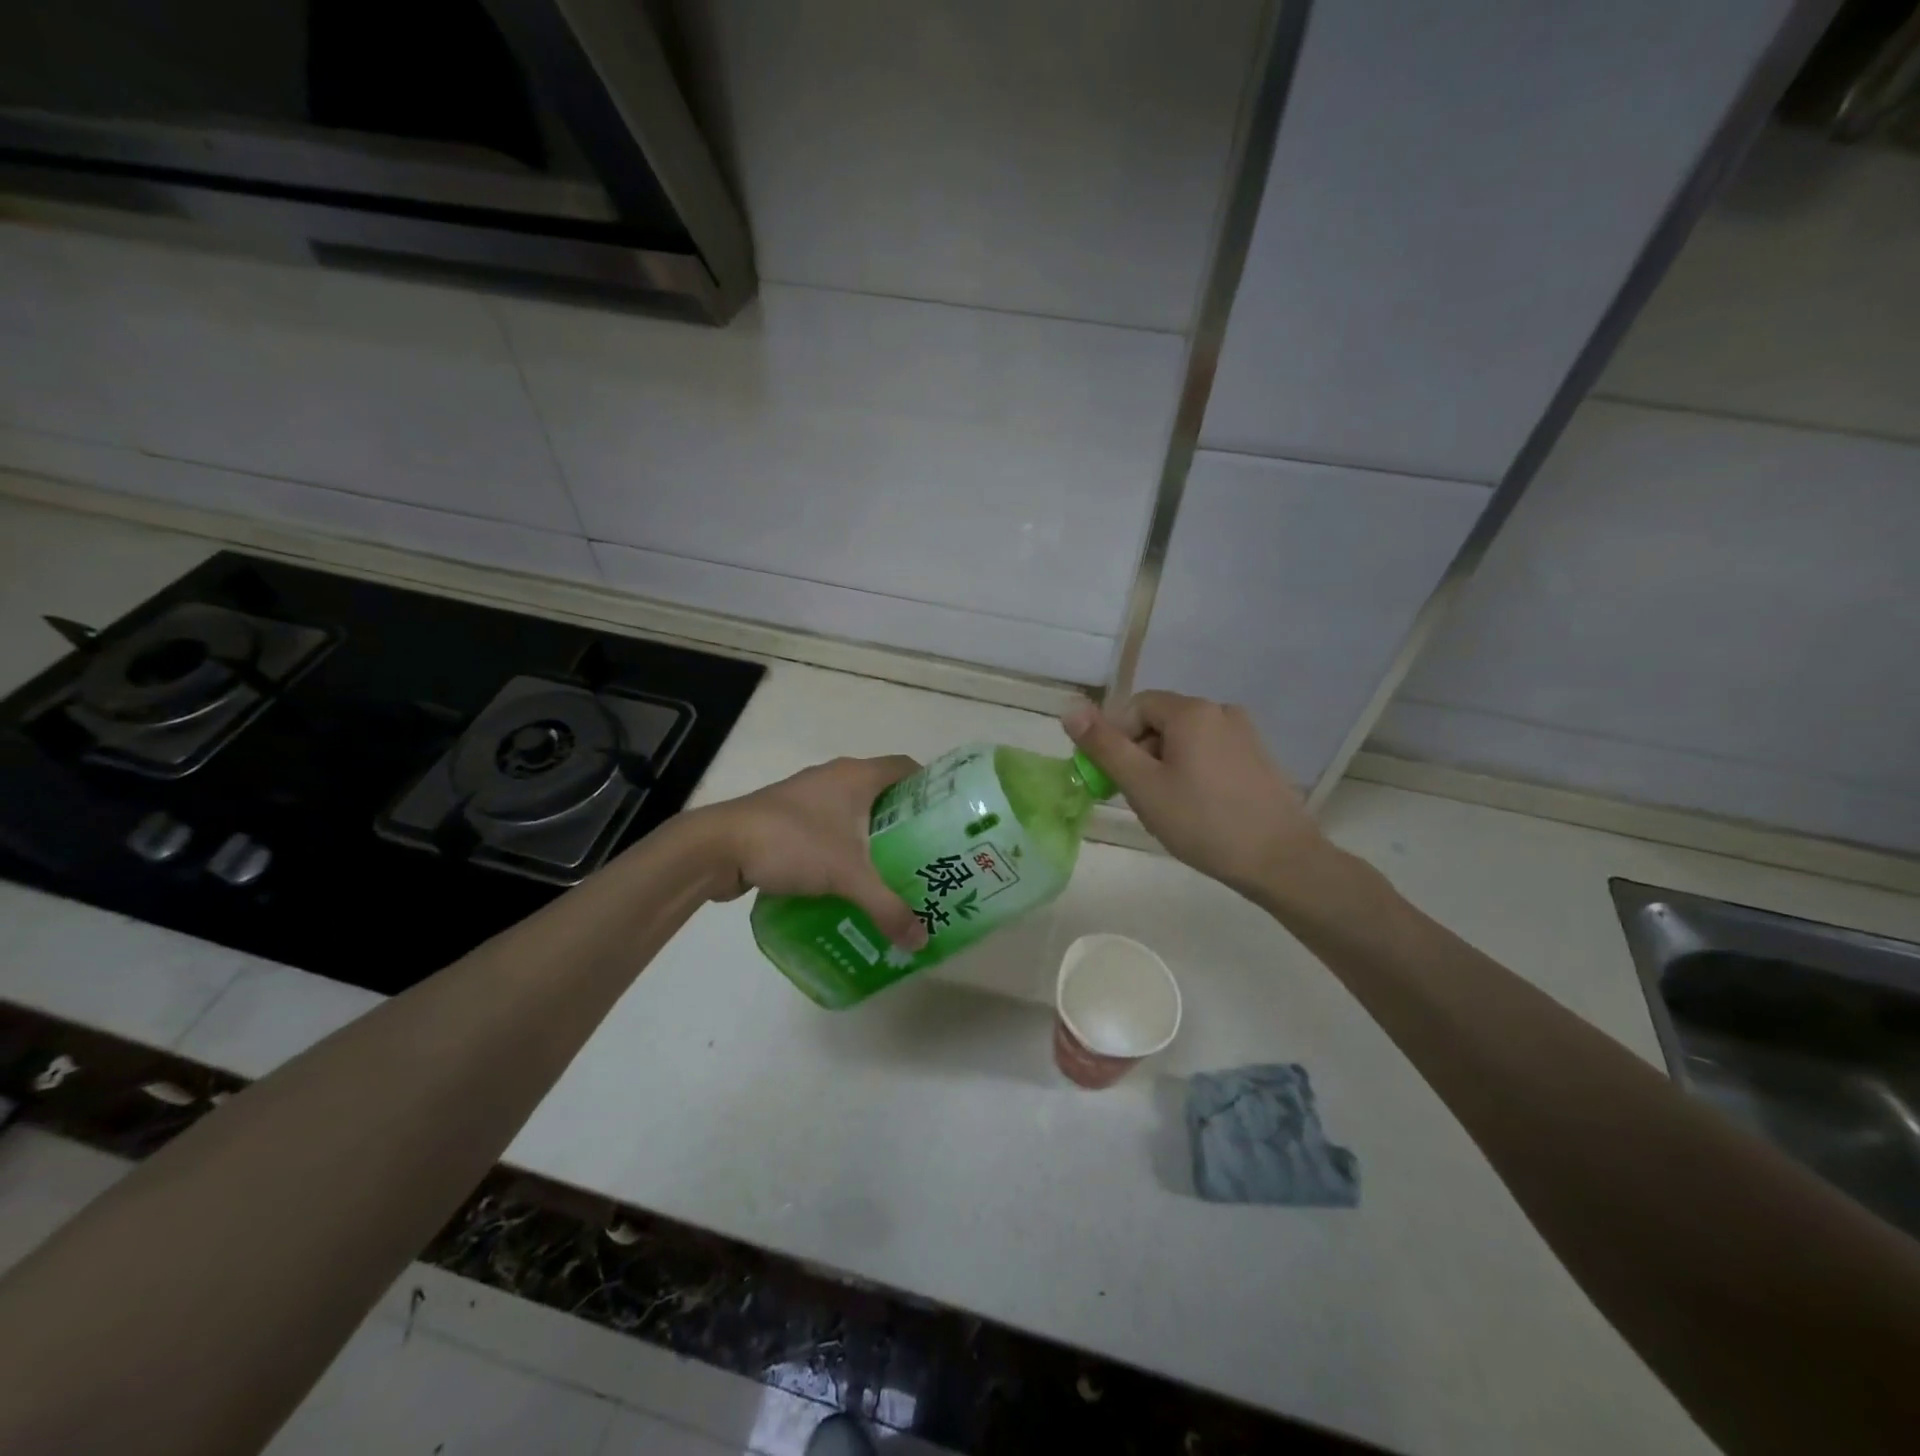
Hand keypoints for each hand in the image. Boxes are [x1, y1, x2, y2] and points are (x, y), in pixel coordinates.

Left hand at [695, 756, 929, 950]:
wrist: (718, 846)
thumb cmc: (792, 843)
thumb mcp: (847, 877)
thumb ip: (887, 907)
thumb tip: (921, 941)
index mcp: (856, 775)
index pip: (907, 769)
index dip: (931, 789)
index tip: (948, 820)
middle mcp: (835, 778)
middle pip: (883, 793)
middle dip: (905, 823)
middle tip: (928, 856)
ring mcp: (807, 796)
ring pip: (854, 813)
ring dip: (872, 838)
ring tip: (894, 872)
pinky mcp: (786, 818)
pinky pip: (829, 828)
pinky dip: (844, 848)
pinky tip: (850, 881)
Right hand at [1062, 691, 1329, 899]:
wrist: (1280, 860)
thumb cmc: (1203, 821)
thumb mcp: (1142, 786)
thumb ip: (1104, 745)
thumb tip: (1069, 708)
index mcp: (1191, 711)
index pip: (1135, 707)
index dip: (1115, 739)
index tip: (1113, 779)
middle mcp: (1220, 710)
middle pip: (1160, 721)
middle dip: (1140, 754)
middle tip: (1139, 798)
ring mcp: (1244, 733)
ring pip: (1185, 740)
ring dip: (1165, 766)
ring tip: (1168, 808)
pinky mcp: (1258, 757)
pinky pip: (1210, 752)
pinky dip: (1193, 772)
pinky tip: (1198, 808)